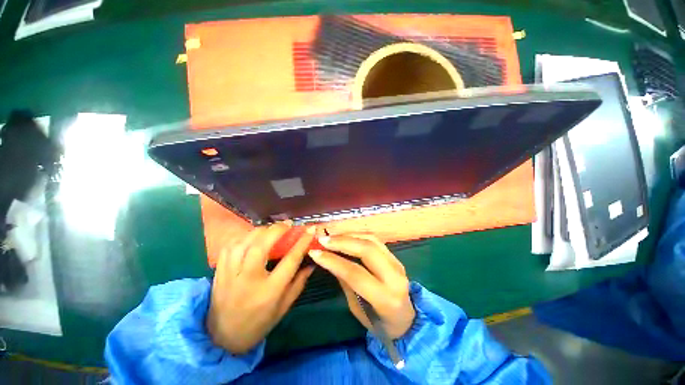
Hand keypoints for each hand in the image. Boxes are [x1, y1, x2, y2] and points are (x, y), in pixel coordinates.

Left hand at [207, 223, 314, 353]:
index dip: (302, 242)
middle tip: (288, 224)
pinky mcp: (218, 273)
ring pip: (244, 243)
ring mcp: (230, 275)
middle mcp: (249, 280)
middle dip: (277, 230)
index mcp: (269, 291)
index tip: (309, 230)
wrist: (222, 339)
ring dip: (260, 231)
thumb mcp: (283, 308)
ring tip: (271, 229)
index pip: (290, 260)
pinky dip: (242, 238)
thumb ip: (299, 284)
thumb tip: (311, 263)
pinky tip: (252, 237)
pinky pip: (229, 247)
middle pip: (262, 246)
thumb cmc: (258, 324)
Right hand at [309, 234, 414, 339]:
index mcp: (385, 298)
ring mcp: (397, 263)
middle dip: (342, 242)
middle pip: (367, 250)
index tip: (315, 253)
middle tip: (322, 240)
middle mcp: (395, 276)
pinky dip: (358, 235)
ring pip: (371, 240)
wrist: (406, 320)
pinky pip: (375, 240)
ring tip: (331, 236)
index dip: (333, 261)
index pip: (355, 273)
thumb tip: (330, 260)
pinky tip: (345, 236)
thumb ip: (346, 282)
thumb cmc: (379, 322)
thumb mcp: (357, 309)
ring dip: (349, 235)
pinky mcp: (395, 256)